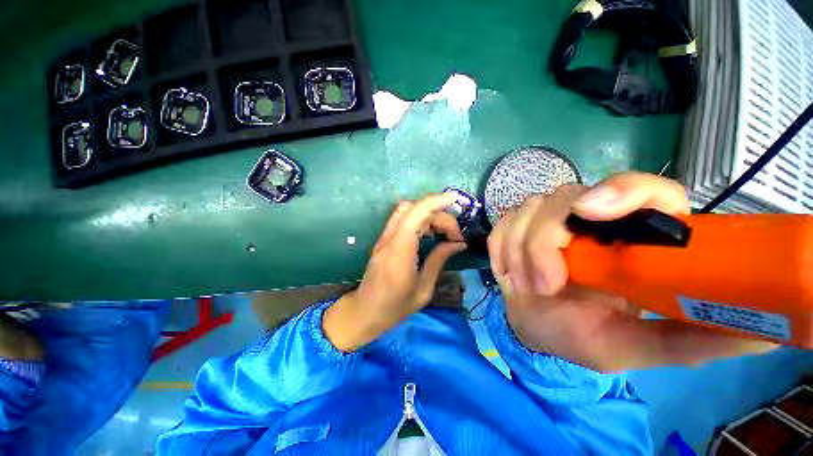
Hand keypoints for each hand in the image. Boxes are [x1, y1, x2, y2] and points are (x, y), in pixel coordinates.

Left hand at [324, 194, 466, 351]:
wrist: (365, 312)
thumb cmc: (395, 307)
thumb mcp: (423, 289)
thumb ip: (438, 260)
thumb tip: (457, 243)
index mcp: (400, 252)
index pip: (415, 215)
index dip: (435, 202)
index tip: (455, 202)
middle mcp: (389, 239)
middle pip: (413, 209)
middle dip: (438, 214)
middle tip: (454, 235)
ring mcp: (384, 238)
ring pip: (406, 210)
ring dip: (428, 214)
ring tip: (443, 232)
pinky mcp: (384, 240)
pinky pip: (402, 220)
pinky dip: (419, 219)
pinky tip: (429, 234)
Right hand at [488, 172, 776, 371]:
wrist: (536, 327)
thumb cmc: (582, 337)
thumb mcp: (636, 347)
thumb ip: (690, 339)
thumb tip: (764, 331)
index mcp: (631, 239)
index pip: (642, 190)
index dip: (621, 191)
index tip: (591, 211)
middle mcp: (591, 218)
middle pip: (565, 198)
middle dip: (544, 241)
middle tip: (544, 284)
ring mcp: (547, 218)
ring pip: (528, 210)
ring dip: (519, 250)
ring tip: (525, 286)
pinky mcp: (516, 226)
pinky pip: (502, 225)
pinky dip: (501, 250)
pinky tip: (509, 273)